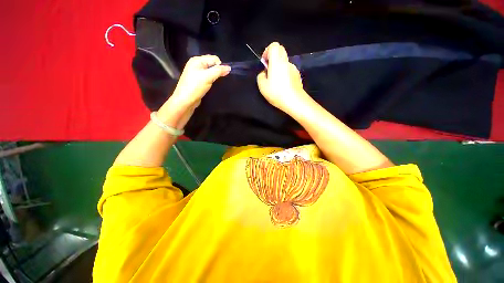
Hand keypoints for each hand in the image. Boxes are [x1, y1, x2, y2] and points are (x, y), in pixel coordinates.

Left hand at [158, 55, 230, 128]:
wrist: (185, 100)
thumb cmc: (195, 87)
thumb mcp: (208, 77)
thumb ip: (219, 71)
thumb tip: (229, 68)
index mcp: (197, 60)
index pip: (214, 58)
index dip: (219, 66)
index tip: (220, 76)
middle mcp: (196, 64)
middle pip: (212, 64)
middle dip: (217, 70)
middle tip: (216, 79)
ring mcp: (196, 73)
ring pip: (210, 71)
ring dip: (215, 76)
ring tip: (213, 83)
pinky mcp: (198, 81)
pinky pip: (208, 77)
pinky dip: (211, 80)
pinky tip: (210, 85)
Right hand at [256, 42, 308, 113]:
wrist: (294, 101)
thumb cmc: (277, 93)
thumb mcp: (262, 86)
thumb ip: (261, 76)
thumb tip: (265, 73)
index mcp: (277, 62)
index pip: (274, 46)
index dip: (267, 51)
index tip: (265, 63)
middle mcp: (286, 62)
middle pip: (280, 52)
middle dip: (273, 59)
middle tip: (269, 72)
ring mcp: (293, 69)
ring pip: (284, 63)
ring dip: (279, 68)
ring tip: (276, 83)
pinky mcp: (297, 76)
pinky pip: (289, 71)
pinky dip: (284, 75)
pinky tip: (283, 87)